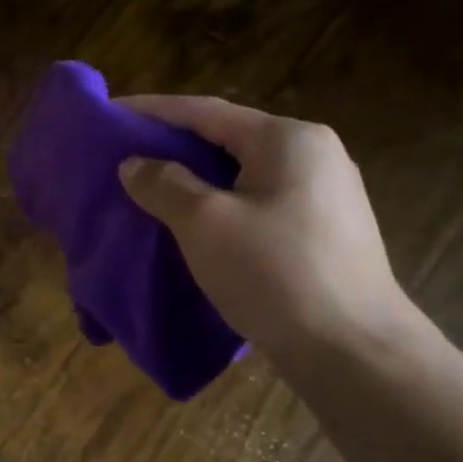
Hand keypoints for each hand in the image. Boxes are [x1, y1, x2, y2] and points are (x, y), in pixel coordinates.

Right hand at [116, 95, 414, 361]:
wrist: (353, 350)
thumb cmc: (274, 274)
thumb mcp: (204, 224)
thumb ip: (164, 184)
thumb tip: (135, 164)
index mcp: (287, 140)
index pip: (205, 111)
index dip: (152, 111)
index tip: (108, 113)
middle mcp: (312, 154)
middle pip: (226, 138)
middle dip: (172, 145)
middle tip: (124, 154)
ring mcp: (324, 193)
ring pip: (241, 172)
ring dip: (194, 177)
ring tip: (149, 188)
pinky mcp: (322, 230)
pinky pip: (257, 201)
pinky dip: (218, 203)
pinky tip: (192, 222)